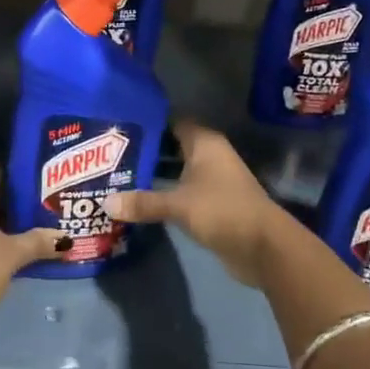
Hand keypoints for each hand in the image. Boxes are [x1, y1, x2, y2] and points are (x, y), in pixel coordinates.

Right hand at [105, 122, 292, 286]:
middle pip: (173, 145)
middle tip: (112, 154)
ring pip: (178, 169)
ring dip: (155, 173)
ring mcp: (214, 179)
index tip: (120, 127)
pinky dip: (166, 192)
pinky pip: (183, 190)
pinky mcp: (214, 202)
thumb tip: (106, 203)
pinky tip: (141, 200)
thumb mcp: (178, 205)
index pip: (172, 121)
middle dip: (147, 150)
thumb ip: (143, 202)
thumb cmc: (222, 210)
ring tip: (119, 176)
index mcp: (204, 142)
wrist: (264, 247)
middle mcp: (210, 155)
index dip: (148, 123)